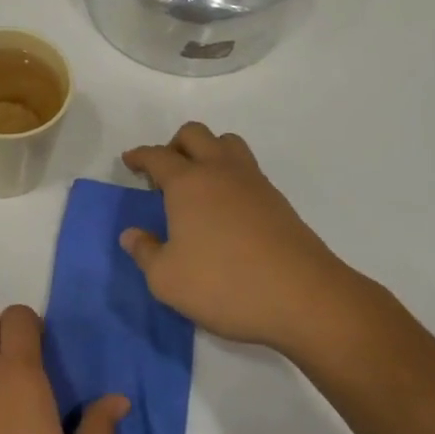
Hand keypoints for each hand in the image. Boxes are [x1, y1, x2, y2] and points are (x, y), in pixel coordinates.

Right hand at [121, 122, 370, 352]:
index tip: (130, 161)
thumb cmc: (224, 284)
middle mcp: (220, 172)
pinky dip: (229, 175)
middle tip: (163, 173)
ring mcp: (254, 183)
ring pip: (227, 144)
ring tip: (197, 183)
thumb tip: (131, 234)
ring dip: (207, 152)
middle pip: (195, 135)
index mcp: (188, 183)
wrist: (304, 298)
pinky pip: (247, 169)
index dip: (140, 156)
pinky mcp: (278, 202)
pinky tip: (225, 208)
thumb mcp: (167, 279)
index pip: (157, 156)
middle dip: (174, 145)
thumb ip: (145, 252)